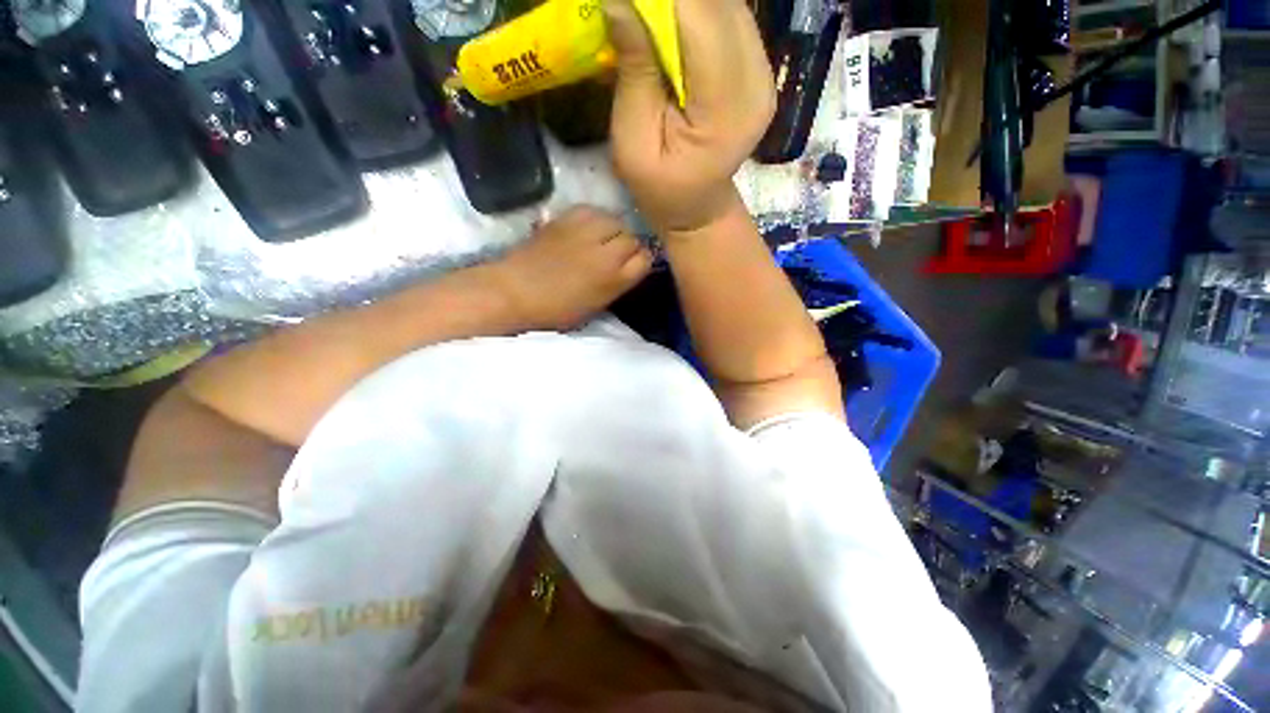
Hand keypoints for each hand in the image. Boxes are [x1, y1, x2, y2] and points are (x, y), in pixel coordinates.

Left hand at [490, 207, 652, 330]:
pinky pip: (593, 211)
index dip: (641, 261)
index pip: (645, 258)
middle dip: (629, 245)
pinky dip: (595, 218)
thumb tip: (627, 267)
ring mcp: (586, 231)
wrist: (516, 291)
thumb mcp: (596, 305)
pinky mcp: (566, 218)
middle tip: (616, 254)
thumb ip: (617, 284)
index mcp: (614, 278)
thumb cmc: (556, 309)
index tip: (632, 266)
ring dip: (614, 229)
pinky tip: (588, 228)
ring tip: (603, 238)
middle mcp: (605, 252)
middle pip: (632, 237)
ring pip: (615, 219)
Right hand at [605, 0, 774, 234]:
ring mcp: (765, 75)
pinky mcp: (760, 70)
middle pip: (719, 5)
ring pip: (727, 5)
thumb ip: (634, 73)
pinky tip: (676, 30)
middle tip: (637, 12)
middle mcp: (757, 83)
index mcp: (726, 109)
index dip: (661, 0)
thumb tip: (619, 0)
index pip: (700, 19)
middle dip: (673, 0)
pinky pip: (731, 20)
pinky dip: (700, 14)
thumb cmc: (660, 189)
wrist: (697, 209)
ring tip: (653, 21)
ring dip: (686, 5)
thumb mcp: (633, 144)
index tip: (626, 3)